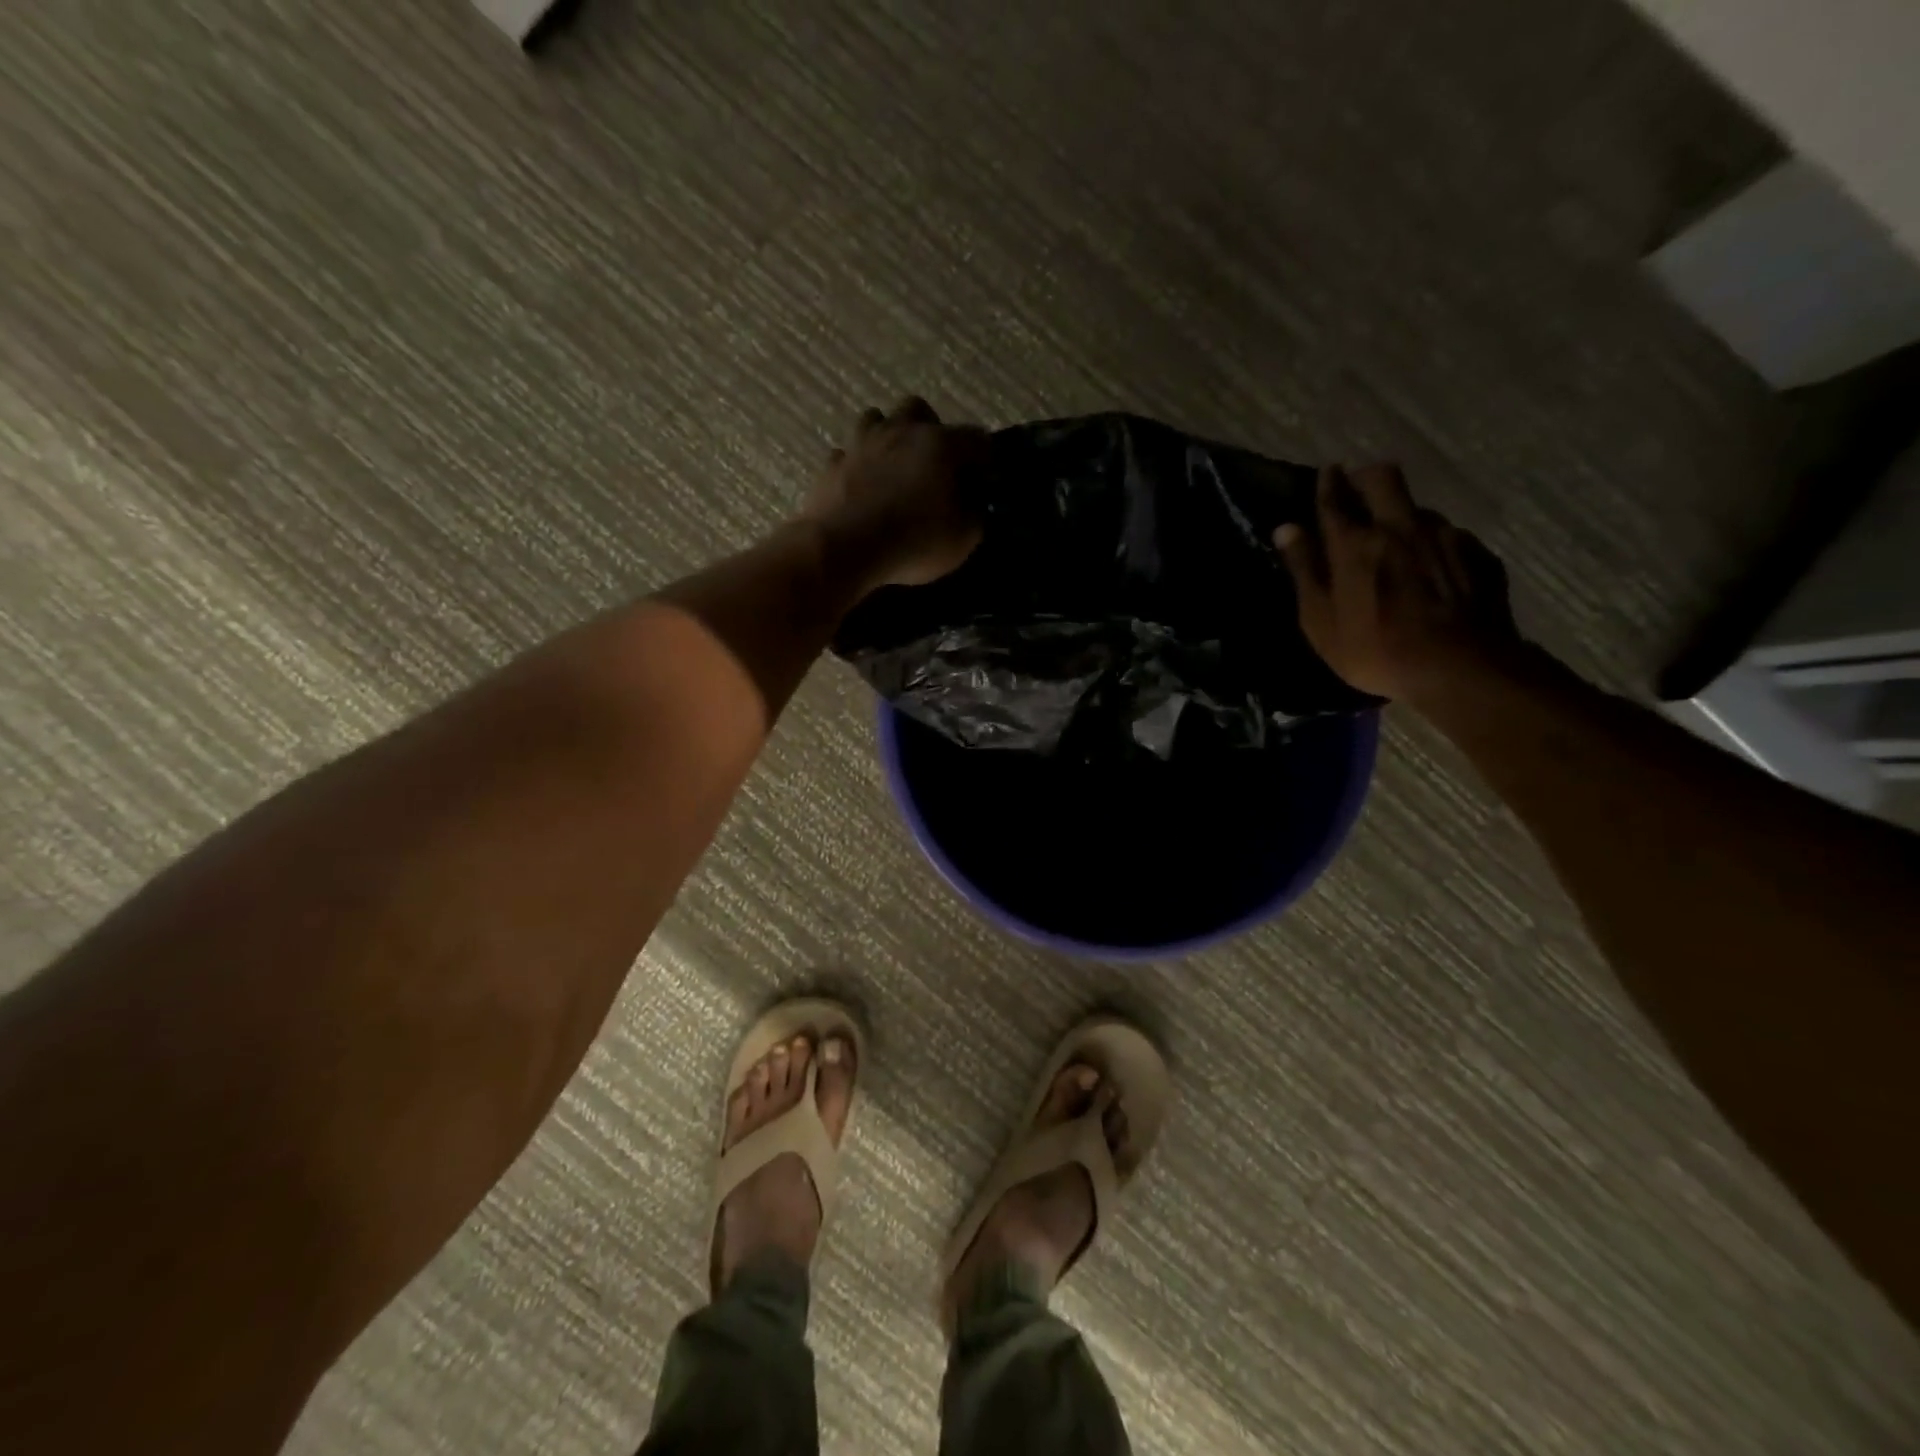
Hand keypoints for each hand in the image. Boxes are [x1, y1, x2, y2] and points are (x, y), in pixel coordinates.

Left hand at [802, 398, 988, 590]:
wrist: (846, 547)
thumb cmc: (914, 541)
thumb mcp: (962, 539)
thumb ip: (974, 515)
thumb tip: (972, 504)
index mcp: (940, 444)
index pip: (976, 438)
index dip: (985, 461)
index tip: (984, 483)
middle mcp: (900, 431)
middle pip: (918, 410)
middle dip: (930, 430)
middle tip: (933, 464)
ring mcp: (861, 444)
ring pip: (875, 420)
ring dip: (888, 437)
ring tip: (893, 467)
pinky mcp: (832, 465)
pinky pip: (847, 454)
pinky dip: (857, 465)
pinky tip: (861, 485)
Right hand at [1273, 463, 1522, 705]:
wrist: (1460, 668)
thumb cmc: (1375, 650)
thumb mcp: (1320, 620)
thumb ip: (1304, 570)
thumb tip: (1286, 529)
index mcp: (1355, 544)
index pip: (1335, 498)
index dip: (1327, 483)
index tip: (1326, 473)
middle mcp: (1400, 527)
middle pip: (1384, 478)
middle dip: (1366, 477)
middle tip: (1358, 490)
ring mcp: (1445, 537)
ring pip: (1418, 508)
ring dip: (1402, 516)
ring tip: (1397, 542)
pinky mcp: (1477, 554)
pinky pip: (1449, 536)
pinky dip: (1433, 545)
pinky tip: (1432, 571)